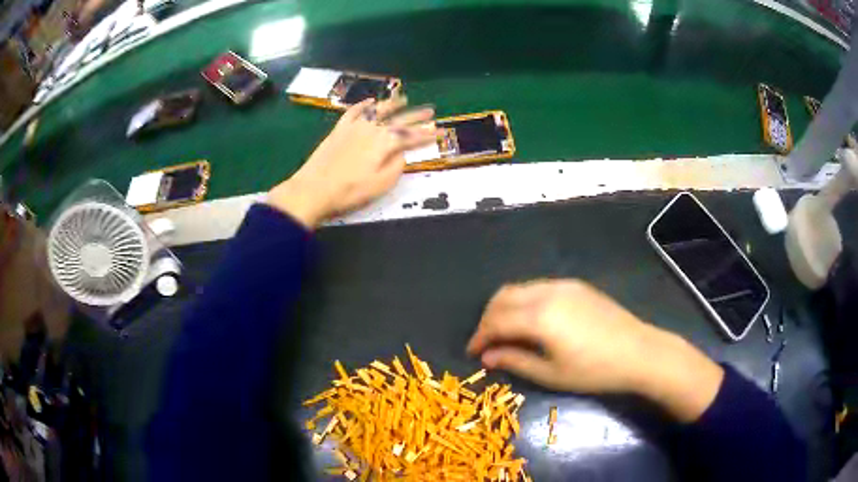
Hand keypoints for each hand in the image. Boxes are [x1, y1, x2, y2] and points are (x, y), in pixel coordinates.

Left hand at [267, 98, 435, 227]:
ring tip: (404, 98)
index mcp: (385, 144)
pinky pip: (354, 111)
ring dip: (393, 104)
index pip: (412, 137)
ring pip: (377, 110)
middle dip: (417, 116)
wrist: (313, 188)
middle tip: (431, 111)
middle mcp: (372, 129)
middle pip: (399, 120)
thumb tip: (402, 154)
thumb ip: (396, 166)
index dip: (428, 135)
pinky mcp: (339, 129)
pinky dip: (363, 104)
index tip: (442, 132)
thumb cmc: (350, 191)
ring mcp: (354, 126)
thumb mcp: (381, 184)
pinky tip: (370, 101)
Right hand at [467, 279, 723, 421]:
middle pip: (503, 297)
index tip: (472, 352)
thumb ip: (515, 361)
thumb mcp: (551, 373)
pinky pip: (538, 287)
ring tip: (506, 333)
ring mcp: (563, 285)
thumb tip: (487, 357)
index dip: (480, 336)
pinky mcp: (576, 286)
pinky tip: (532, 321)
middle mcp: (546, 292)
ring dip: (505, 308)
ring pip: (520, 288)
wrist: (639, 352)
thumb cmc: (594, 370)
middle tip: (486, 342)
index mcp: (539, 316)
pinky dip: (524, 301)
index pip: (496, 321)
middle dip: (488, 318)